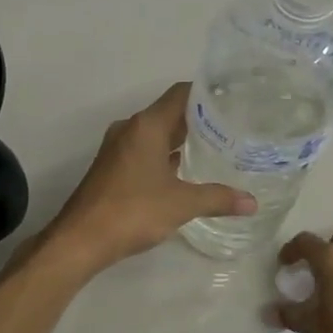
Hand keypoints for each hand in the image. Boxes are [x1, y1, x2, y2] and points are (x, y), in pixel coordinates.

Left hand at [43, 83, 255, 275]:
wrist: (81, 239)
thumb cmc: (132, 212)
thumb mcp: (181, 204)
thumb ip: (218, 198)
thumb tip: (251, 203)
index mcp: (146, 126)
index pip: (181, 93)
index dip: (208, 93)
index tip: (234, 99)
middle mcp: (130, 129)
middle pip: (169, 113)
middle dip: (199, 119)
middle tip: (234, 126)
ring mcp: (118, 149)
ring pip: (156, 134)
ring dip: (181, 140)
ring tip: (216, 148)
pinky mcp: (112, 168)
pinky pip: (145, 152)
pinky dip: (165, 157)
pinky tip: (185, 172)